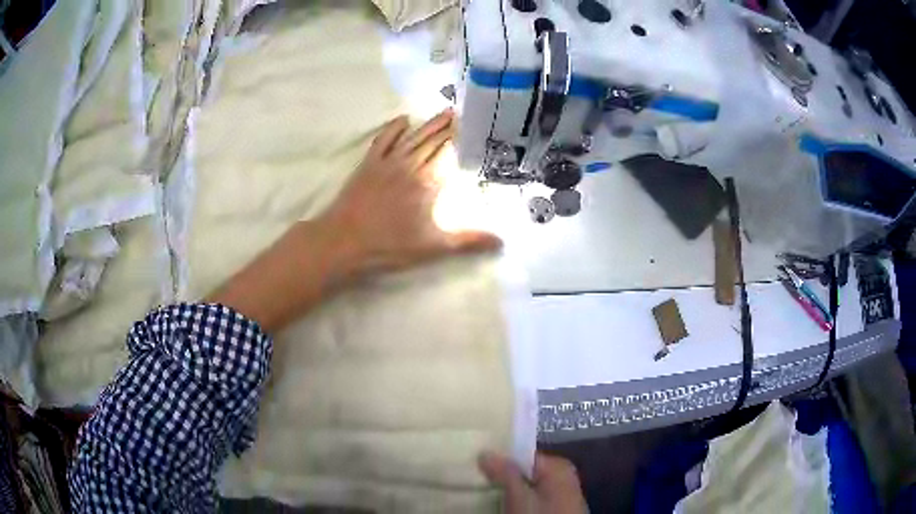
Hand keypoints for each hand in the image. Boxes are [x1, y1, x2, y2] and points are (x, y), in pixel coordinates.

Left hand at [323, 110, 501, 274]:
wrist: (344, 242)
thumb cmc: (389, 246)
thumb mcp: (433, 247)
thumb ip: (468, 241)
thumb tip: (501, 242)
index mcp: (427, 183)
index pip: (448, 156)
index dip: (461, 141)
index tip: (474, 129)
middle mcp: (410, 166)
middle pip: (432, 142)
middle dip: (448, 128)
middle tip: (462, 114)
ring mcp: (387, 162)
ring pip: (413, 137)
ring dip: (428, 124)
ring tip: (443, 112)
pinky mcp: (369, 164)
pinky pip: (383, 139)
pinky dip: (394, 127)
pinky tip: (403, 119)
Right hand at [479, 452, 587, 513]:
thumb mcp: (520, 497)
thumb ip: (505, 473)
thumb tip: (486, 452)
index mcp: (558, 467)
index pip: (523, 455)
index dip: (500, 458)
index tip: (476, 464)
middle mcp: (562, 478)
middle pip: (525, 472)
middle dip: (502, 477)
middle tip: (476, 480)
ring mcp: (561, 497)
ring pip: (527, 489)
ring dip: (508, 492)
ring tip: (483, 494)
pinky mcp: (557, 511)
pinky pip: (533, 501)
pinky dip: (518, 503)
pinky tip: (502, 507)